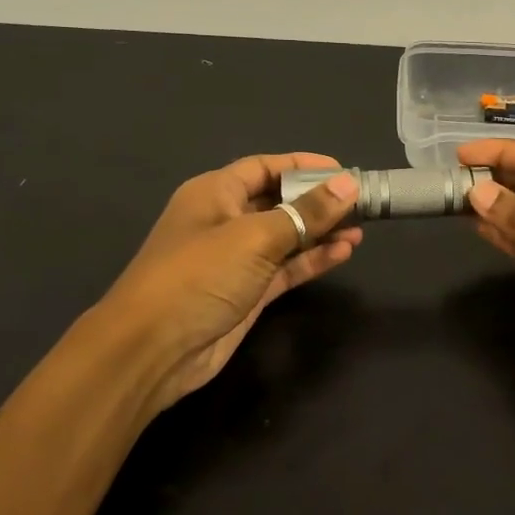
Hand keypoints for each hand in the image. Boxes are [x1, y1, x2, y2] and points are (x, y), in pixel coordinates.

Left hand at [96, 154, 362, 416]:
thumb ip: (306, 212)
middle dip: (317, 200)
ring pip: (287, 237)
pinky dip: (313, 260)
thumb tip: (349, 184)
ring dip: (321, 232)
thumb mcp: (255, 237)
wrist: (153, 349)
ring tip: (361, 228)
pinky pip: (286, 268)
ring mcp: (236, 260)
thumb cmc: (198, 276)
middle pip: (279, 201)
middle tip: (361, 202)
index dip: (303, 165)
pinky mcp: (247, 293)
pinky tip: (344, 252)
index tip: (344, 170)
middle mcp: (225, 221)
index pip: (264, 167)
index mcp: (214, 193)